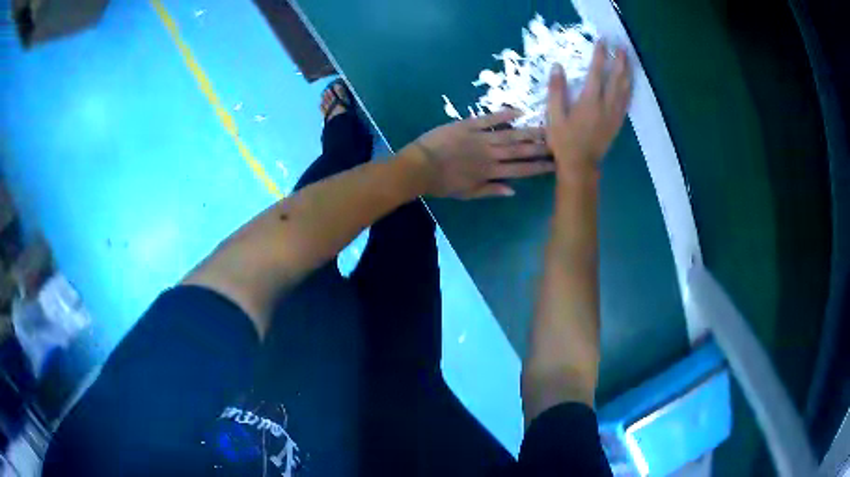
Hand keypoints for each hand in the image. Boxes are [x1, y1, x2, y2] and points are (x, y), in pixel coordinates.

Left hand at [405, 110, 554, 198]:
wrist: (420, 167)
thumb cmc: (442, 183)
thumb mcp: (467, 193)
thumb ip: (491, 190)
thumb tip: (514, 190)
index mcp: (490, 172)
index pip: (520, 170)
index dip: (538, 167)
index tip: (555, 164)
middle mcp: (490, 154)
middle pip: (520, 150)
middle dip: (540, 147)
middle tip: (559, 142)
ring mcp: (480, 138)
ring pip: (509, 134)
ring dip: (529, 131)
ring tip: (546, 128)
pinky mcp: (468, 125)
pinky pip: (489, 119)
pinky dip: (503, 115)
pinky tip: (519, 111)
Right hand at [546, 42, 632, 175]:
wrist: (580, 166)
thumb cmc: (564, 141)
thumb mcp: (554, 116)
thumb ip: (556, 91)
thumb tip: (557, 67)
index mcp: (589, 101)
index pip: (596, 72)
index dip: (600, 55)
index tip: (602, 41)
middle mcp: (606, 105)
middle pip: (616, 78)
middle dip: (619, 60)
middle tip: (622, 46)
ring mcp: (614, 114)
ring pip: (625, 89)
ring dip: (627, 72)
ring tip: (629, 59)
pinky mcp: (618, 122)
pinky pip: (626, 101)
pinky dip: (629, 88)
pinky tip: (630, 81)